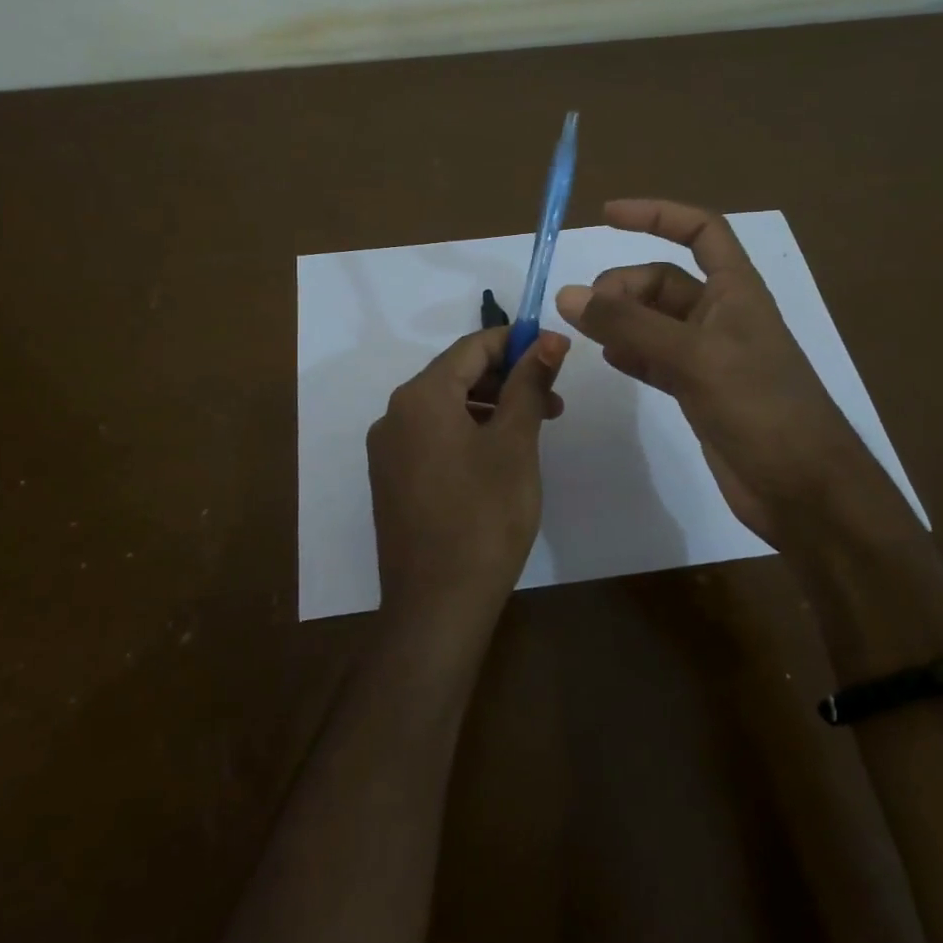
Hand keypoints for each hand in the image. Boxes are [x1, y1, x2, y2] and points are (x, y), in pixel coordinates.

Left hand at [368, 327, 569, 630]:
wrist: (437, 604)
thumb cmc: (485, 516)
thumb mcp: (515, 444)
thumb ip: (529, 384)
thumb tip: (549, 338)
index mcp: (420, 397)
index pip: (472, 347)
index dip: (516, 342)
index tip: (555, 352)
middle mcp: (394, 415)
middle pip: (456, 376)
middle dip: (507, 380)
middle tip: (553, 400)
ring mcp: (388, 451)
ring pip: (445, 409)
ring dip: (491, 409)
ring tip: (534, 430)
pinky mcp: (391, 481)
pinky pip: (432, 439)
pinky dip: (468, 434)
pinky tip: (498, 457)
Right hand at [555, 200, 921, 558]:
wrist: (801, 487)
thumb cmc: (761, 408)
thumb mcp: (694, 357)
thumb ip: (631, 325)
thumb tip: (569, 296)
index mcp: (736, 291)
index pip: (700, 231)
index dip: (657, 215)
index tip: (607, 216)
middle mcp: (722, 316)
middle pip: (664, 281)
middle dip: (623, 285)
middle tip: (586, 309)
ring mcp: (709, 356)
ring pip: (654, 322)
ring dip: (621, 320)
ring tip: (584, 330)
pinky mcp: (698, 392)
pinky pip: (655, 359)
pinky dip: (630, 354)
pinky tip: (608, 359)